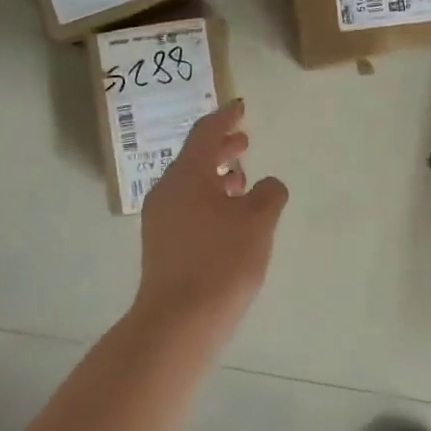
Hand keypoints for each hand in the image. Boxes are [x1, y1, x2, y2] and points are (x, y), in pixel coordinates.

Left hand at [135, 100, 288, 339]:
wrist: (178, 322)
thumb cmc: (221, 262)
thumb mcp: (257, 221)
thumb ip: (269, 194)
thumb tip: (269, 185)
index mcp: (187, 174)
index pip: (206, 133)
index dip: (226, 118)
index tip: (240, 107)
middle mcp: (167, 190)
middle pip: (195, 157)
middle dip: (221, 147)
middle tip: (245, 142)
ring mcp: (160, 218)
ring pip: (190, 183)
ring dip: (216, 176)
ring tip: (242, 180)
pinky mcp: (162, 243)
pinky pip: (187, 205)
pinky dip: (209, 199)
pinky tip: (228, 217)